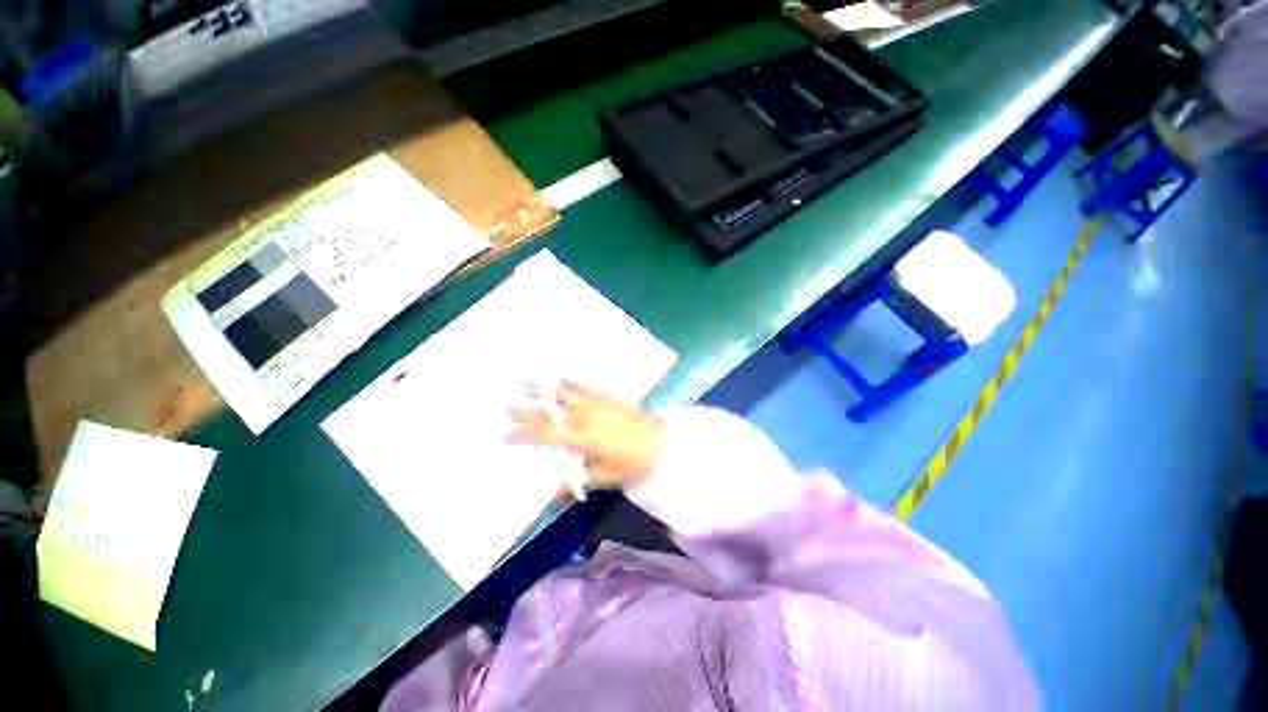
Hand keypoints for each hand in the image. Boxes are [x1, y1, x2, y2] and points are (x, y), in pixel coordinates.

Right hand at [509, 382, 662, 494]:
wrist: (659, 443)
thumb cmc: (630, 464)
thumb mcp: (603, 477)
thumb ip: (577, 480)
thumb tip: (555, 493)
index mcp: (580, 438)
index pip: (544, 435)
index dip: (522, 435)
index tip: (504, 436)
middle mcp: (584, 416)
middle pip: (550, 410)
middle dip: (527, 408)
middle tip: (505, 403)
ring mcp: (596, 402)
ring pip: (564, 393)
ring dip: (544, 389)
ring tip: (525, 381)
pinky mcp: (607, 395)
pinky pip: (584, 386)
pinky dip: (569, 383)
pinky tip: (560, 379)